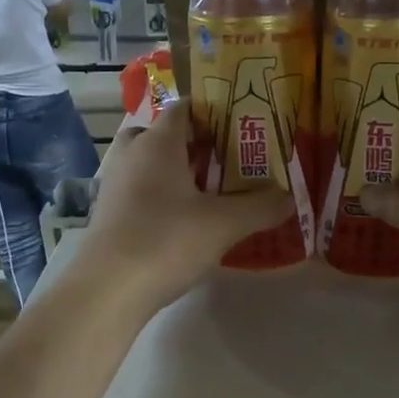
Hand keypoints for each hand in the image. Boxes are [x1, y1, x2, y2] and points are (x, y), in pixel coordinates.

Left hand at [77, 103, 294, 310]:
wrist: (108, 289)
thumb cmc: (167, 241)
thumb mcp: (225, 224)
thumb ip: (261, 207)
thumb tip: (290, 198)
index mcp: (158, 143)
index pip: (184, 108)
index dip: (212, 112)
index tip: (241, 125)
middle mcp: (132, 155)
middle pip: (163, 135)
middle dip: (194, 144)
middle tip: (226, 161)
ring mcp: (115, 185)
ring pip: (149, 164)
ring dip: (177, 172)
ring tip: (210, 192)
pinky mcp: (108, 214)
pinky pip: (140, 191)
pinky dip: (161, 197)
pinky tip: (184, 221)